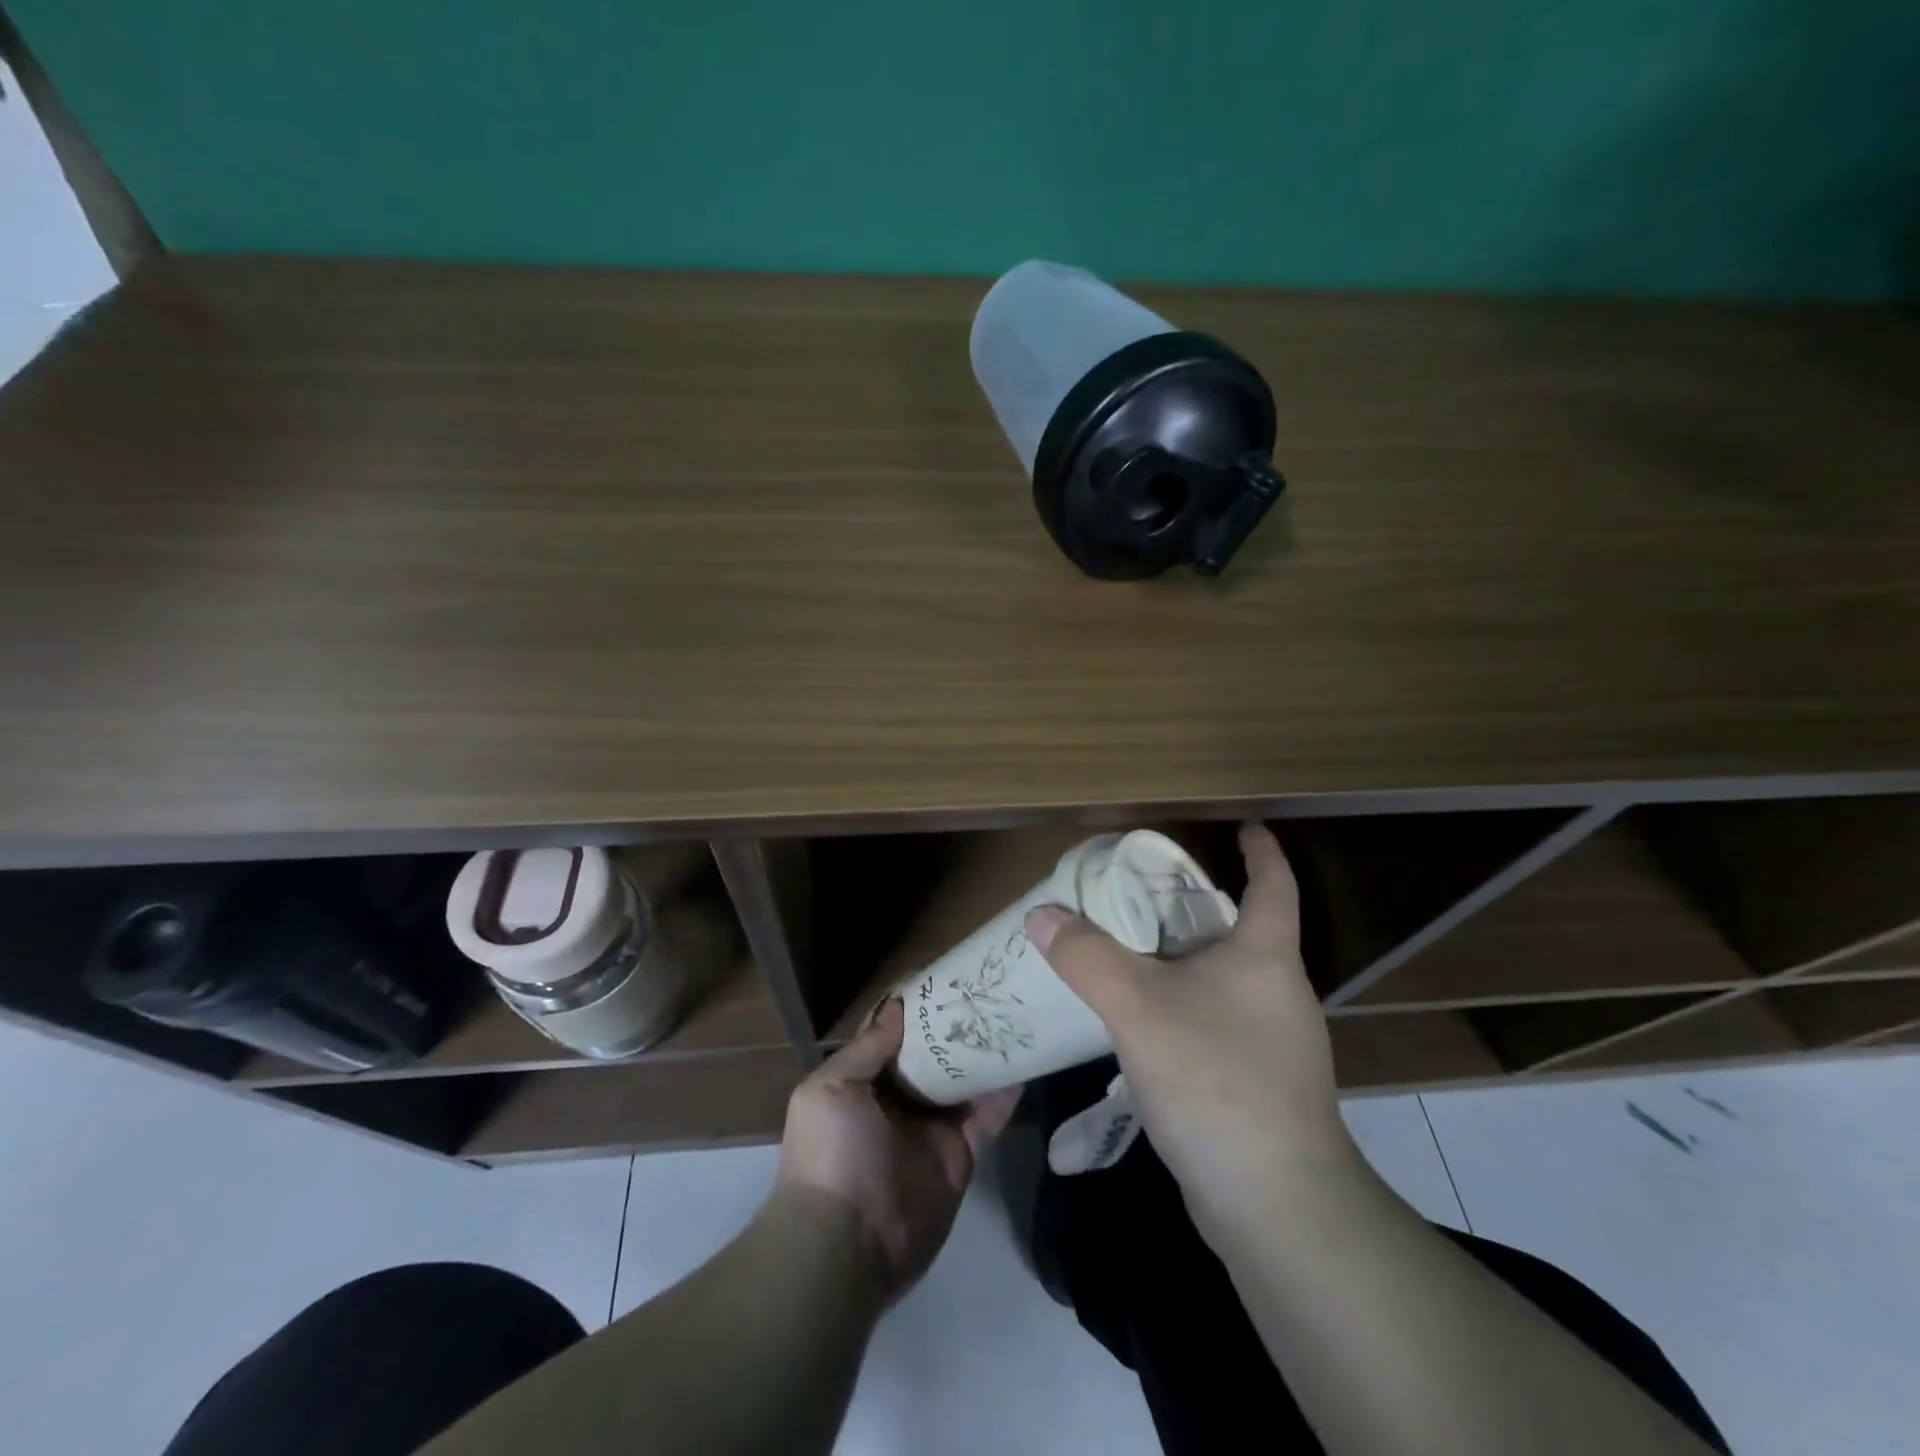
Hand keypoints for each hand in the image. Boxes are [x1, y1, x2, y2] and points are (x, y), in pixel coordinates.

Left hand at [776, 999, 1018, 1303]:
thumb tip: (899, 1005)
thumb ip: (869, 1048)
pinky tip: (1026, 1060)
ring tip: (1014, 1014)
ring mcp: (933, 1128)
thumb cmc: (832, 1153)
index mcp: (865, 1082)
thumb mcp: (831, 1089)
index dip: (915, 1006)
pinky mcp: (962, 1155)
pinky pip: (988, 1117)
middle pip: (934, 1054)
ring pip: (965, 1080)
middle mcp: (900, 1100)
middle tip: (989, 989)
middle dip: (956, 1025)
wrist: (846, 1245)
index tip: (944, 975)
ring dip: (985, 1052)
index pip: (894, 1034)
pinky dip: (1006, 1092)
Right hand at [1024, 823, 1356, 1233]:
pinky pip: (1217, 1020)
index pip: (1275, 884)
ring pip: (1226, 978)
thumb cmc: (1217, 1081)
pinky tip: (1147, 1021)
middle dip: (1198, 904)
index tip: (1244, 825)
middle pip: (1243, 929)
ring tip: (1132, 951)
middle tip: (1144, 891)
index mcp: (1265, 957)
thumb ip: (1087, 957)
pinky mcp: (1262, 1084)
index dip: (1261, 850)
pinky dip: (1184, 1004)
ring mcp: (1276, 1042)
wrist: (1277, 1206)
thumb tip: (1042, 915)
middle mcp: (1279, 991)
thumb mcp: (1138, 1009)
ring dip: (1185, 958)